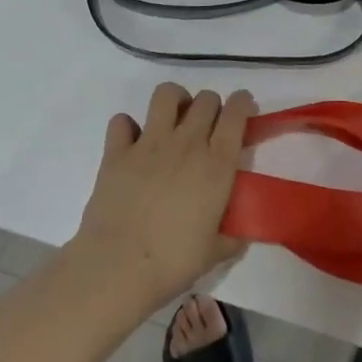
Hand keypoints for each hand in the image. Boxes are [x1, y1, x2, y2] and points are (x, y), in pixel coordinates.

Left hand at [71, 84, 255, 306]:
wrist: (118, 268)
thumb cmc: (173, 263)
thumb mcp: (215, 252)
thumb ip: (231, 236)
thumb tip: (240, 234)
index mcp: (217, 164)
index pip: (236, 113)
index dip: (243, 103)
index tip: (243, 107)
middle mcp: (187, 143)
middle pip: (206, 99)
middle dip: (211, 106)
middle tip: (208, 126)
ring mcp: (150, 143)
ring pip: (167, 94)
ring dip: (175, 101)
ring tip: (173, 120)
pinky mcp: (117, 151)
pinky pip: (122, 121)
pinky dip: (127, 127)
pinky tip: (131, 143)